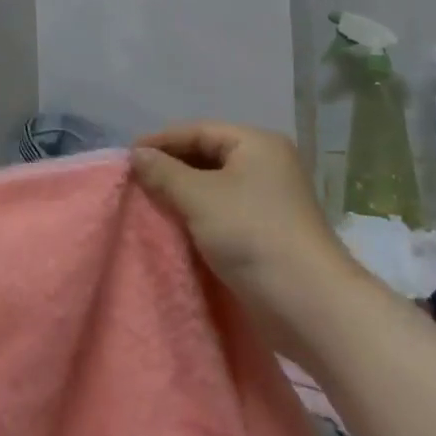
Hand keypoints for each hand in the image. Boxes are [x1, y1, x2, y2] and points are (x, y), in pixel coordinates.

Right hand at [130, 123, 355, 348]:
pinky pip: (224, 210)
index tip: (127, 156)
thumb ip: (164, 173)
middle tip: (135, 180)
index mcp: (257, 143)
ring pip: (215, 185)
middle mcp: (267, 164)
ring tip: (149, 201)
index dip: (162, 140)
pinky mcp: (268, 230)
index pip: (199, 131)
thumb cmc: (252, 234)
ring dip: (183, 192)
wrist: (308, 304)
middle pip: (208, 155)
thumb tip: (137, 155)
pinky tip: (176, 224)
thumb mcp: (200, 198)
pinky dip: (199, 213)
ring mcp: (270, 199)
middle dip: (171, 166)